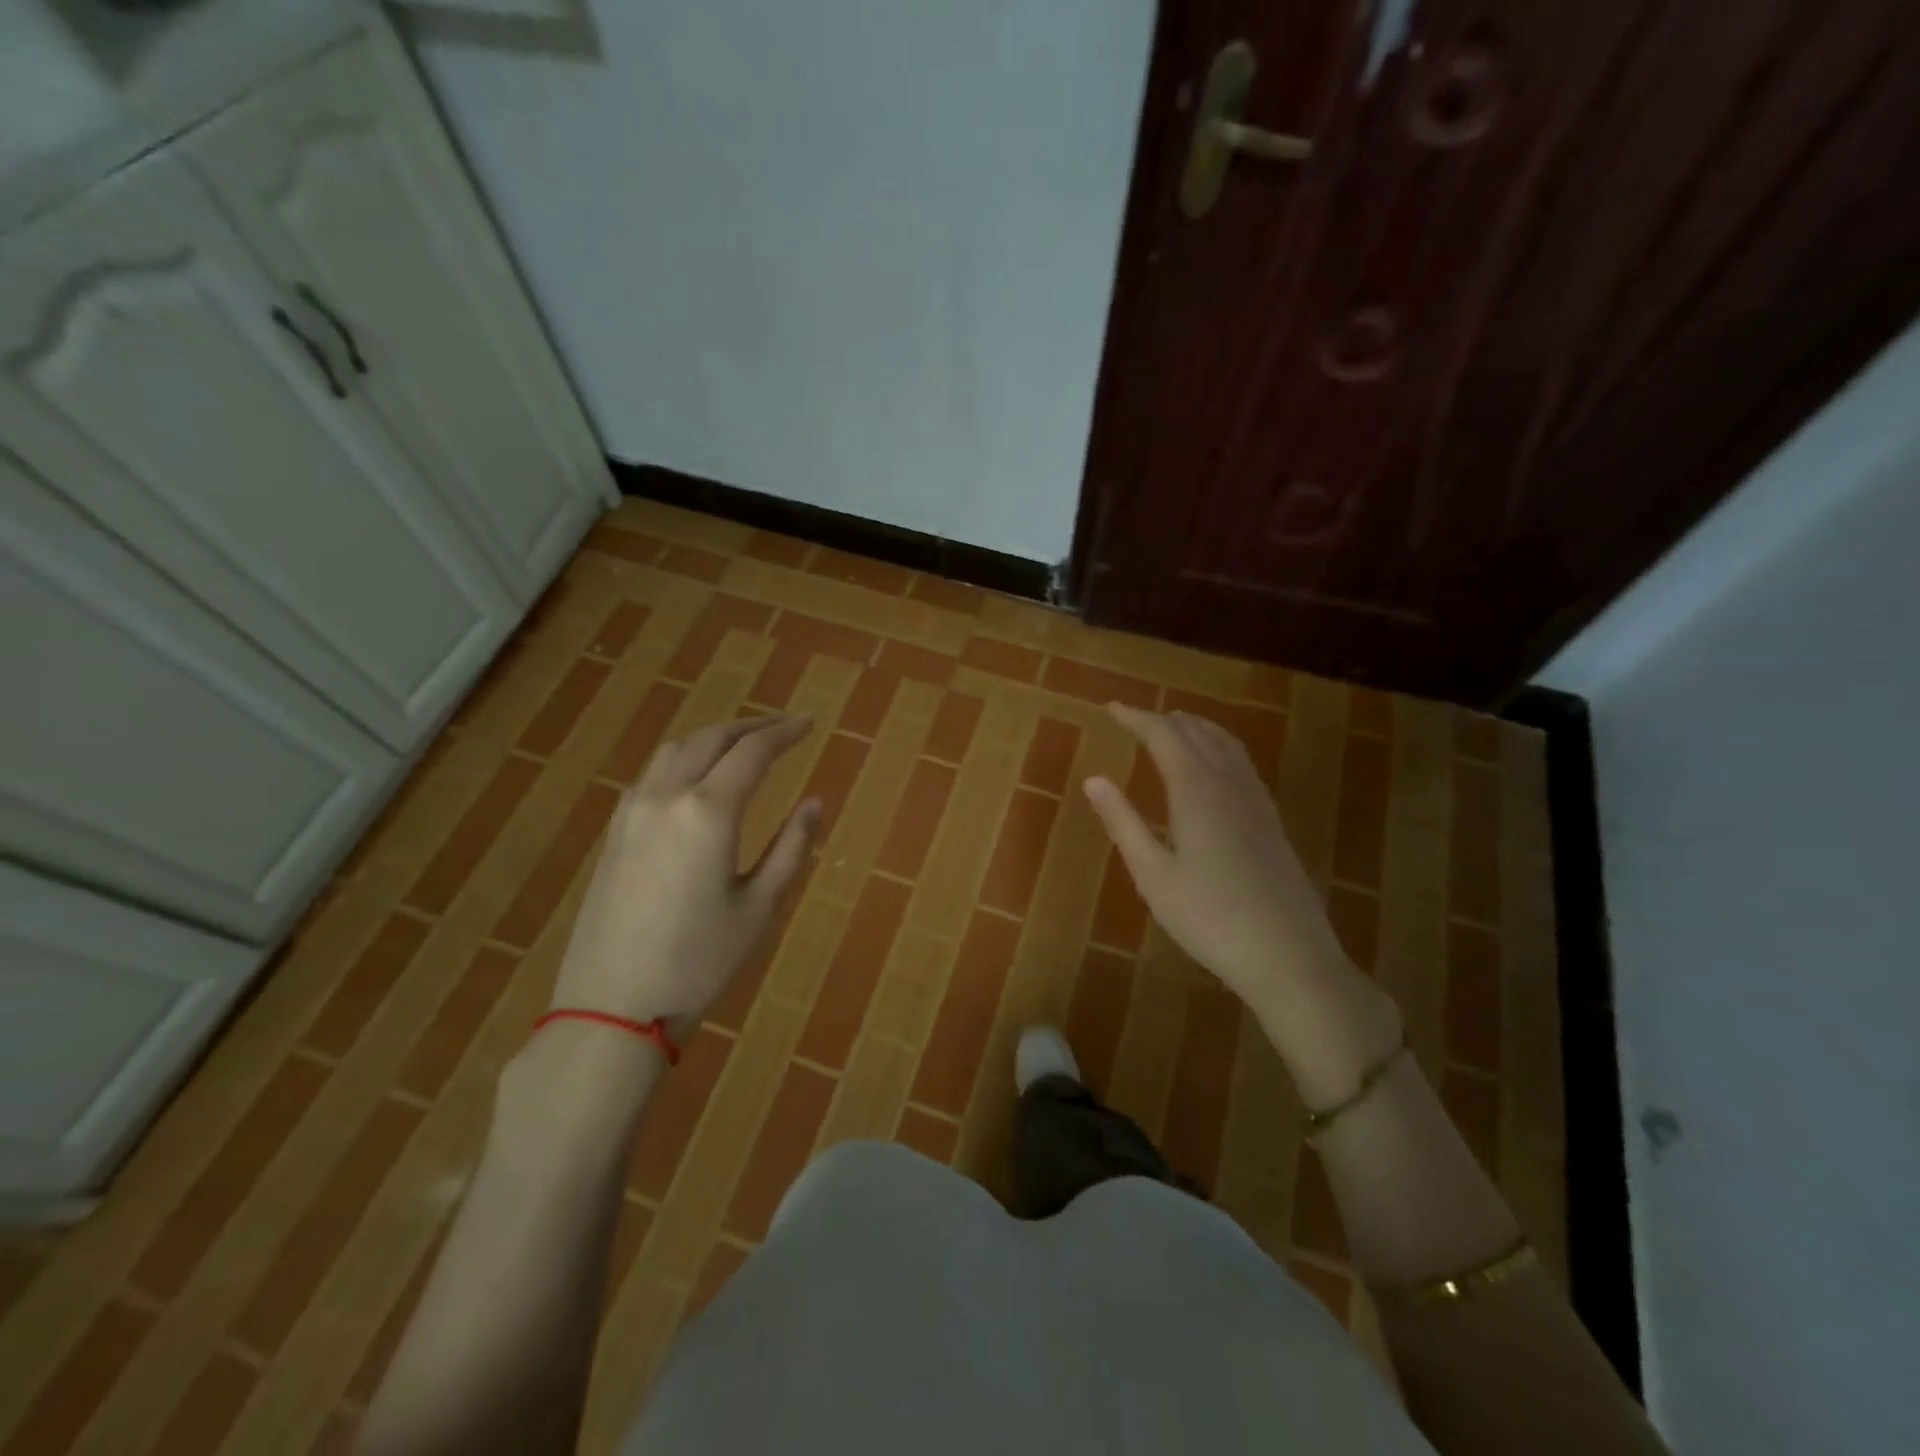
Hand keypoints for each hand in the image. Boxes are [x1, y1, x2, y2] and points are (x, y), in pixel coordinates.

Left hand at [548, 714, 819, 1026]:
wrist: (612, 1006)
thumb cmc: (699, 962)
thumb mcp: (760, 907)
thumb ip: (791, 847)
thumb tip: (814, 803)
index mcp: (708, 812)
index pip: (752, 752)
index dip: (785, 733)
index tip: (810, 723)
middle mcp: (666, 797)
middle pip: (712, 739)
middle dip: (752, 726)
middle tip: (785, 727)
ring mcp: (632, 812)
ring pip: (676, 750)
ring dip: (715, 738)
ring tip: (744, 745)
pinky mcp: (614, 833)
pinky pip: (653, 774)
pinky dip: (684, 759)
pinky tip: (696, 779)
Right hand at [1083, 704, 1363, 1030]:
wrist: (1288, 955)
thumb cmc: (1209, 917)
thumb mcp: (1153, 874)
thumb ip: (1123, 822)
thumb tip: (1094, 779)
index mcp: (1196, 789)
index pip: (1163, 735)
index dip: (1136, 718)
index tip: (1111, 708)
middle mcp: (1229, 783)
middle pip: (1196, 732)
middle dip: (1162, 720)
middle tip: (1134, 719)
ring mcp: (1256, 800)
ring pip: (1225, 743)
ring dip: (1194, 728)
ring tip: (1172, 728)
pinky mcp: (1271, 819)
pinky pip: (1241, 762)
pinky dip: (1218, 746)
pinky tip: (1212, 767)